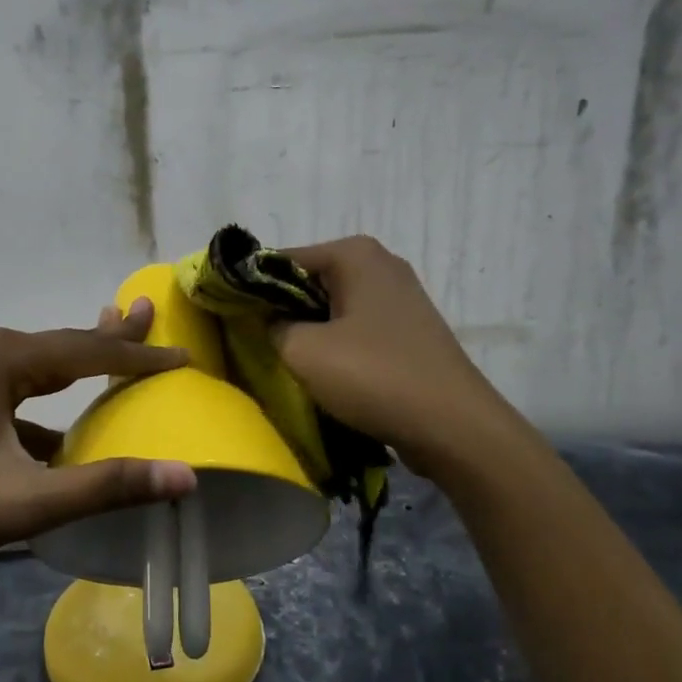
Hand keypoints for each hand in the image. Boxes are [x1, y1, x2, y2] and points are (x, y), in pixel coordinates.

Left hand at [0, 299, 196, 580]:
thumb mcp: (31, 501)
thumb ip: (109, 485)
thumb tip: (186, 475)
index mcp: (0, 358)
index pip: (87, 352)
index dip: (138, 357)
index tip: (184, 356)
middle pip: (63, 345)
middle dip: (110, 338)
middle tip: (150, 315)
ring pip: (39, 365)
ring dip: (79, 364)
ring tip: (118, 349)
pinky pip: (17, 389)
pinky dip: (47, 401)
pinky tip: (64, 433)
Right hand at [271, 236, 510, 478]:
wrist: (453, 427)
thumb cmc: (374, 377)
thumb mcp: (303, 351)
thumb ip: (270, 326)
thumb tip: (265, 321)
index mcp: (355, 254)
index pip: (280, 260)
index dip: (250, 289)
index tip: (228, 318)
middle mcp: (380, 265)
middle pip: (308, 281)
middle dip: (280, 310)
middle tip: (253, 343)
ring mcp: (400, 297)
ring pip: (332, 307)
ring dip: (307, 331)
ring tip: (284, 361)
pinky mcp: (409, 330)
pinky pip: (356, 328)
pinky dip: (335, 344)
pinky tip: (324, 373)